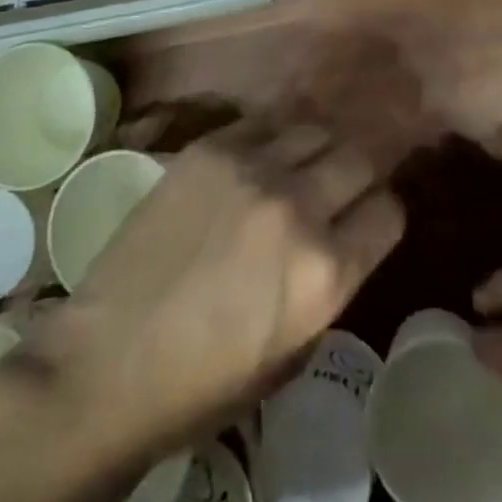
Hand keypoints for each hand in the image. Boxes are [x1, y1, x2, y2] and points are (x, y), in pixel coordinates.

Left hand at [25, 120, 404, 469]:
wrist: (112, 357)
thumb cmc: (206, 380)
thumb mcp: (294, 351)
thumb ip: (332, 282)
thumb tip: (345, 233)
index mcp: (326, 271)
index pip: (389, 211)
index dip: (383, 215)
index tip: (370, 218)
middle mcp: (298, 206)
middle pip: (360, 157)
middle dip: (361, 171)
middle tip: (342, 184)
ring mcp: (251, 169)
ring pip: (314, 128)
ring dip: (318, 147)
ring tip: (301, 163)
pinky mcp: (210, 148)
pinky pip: (262, 122)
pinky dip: (271, 138)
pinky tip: (258, 157)